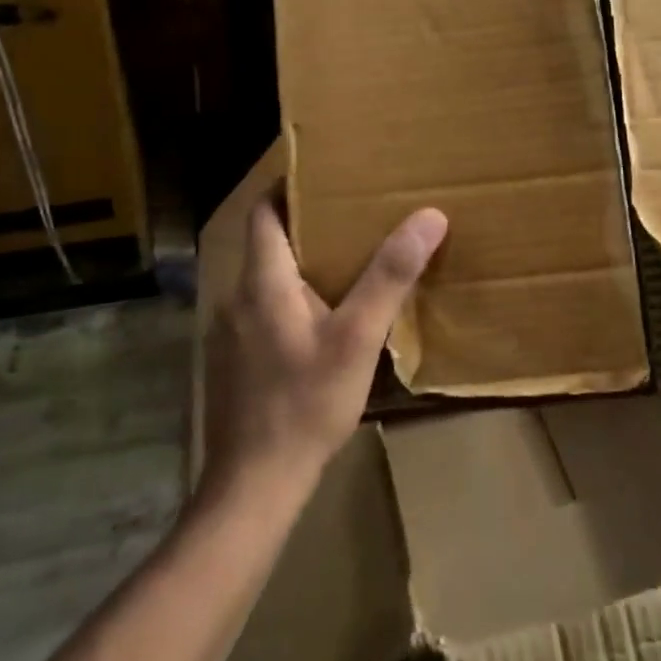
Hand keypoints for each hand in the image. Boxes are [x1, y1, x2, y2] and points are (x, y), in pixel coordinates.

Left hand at [202, 193, 447, 497]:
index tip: (324, 176)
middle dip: (306, 227)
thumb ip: (390, 276)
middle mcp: (237, 298)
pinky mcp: (234, 364)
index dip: (287, 188)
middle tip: (353, 219)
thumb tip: (429, 216)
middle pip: (267, 245)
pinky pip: (263, 313)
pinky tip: (322, 325)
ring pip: (266, 282)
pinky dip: (291, 303)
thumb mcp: (358, 337)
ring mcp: (230, 334)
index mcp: (262, 281)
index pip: (262, 212)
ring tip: (346, 267)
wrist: (254, 485)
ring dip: (300, 268)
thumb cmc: (305, 403)